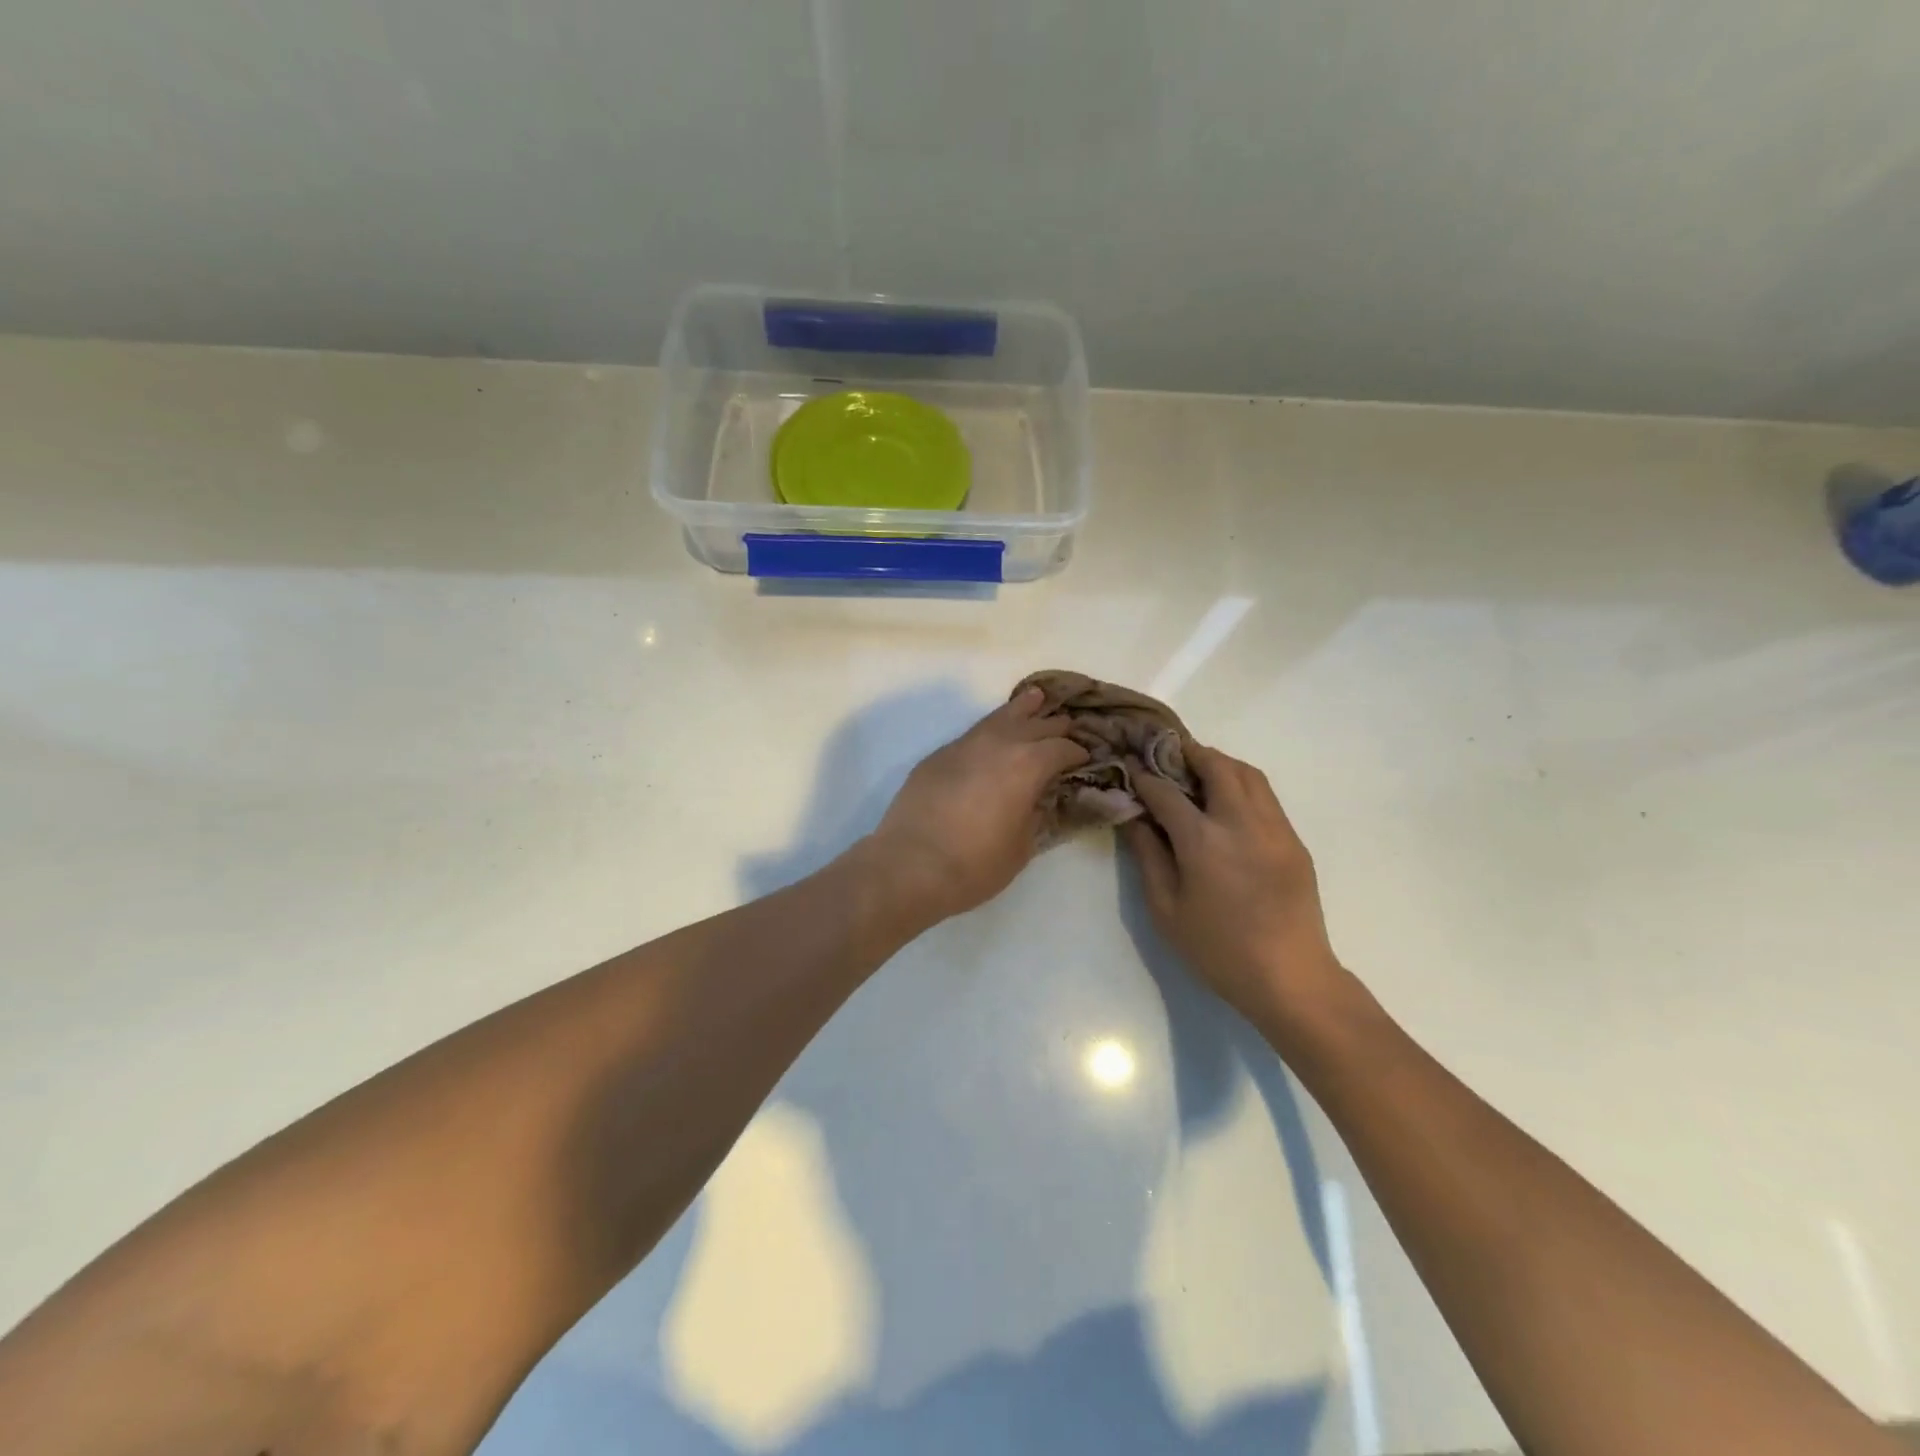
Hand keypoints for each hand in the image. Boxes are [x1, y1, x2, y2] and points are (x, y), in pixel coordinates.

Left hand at [866, 688, 1088, 925]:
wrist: (910, 865)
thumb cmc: (975, 864)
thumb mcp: (1021, 847)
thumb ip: (1035, 816)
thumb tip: (1039, 799)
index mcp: (1027, 765)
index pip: (1062, 748)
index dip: (1078, 752)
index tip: (1086, 758)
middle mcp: (999, 744)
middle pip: (1035, 724)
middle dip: (1055, 726)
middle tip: (1068, 728)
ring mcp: (964, 745)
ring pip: (999, 717)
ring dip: (1021, 709)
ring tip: (1035, 697)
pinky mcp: (938, 755)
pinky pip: (974, 733)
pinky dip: (991, 729)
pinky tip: (993, 734)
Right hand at [1122, 744, 1345, 1033]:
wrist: (1290, 977)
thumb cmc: (1217, 949)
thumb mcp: (1166, 909)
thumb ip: (1148, 856)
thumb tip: (1133, 817)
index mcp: (1203, 840)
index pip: (1167, 792)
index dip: (1144, 777)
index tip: (1130, 768)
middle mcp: (1241, 822)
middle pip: (1215, 765)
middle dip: (1187, 753)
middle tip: (1166, 757)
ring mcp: (1274, 828)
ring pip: (1247, 773)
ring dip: (1219, 763)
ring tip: (1197, 772)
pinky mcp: (1293, 840)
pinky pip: (1266, 796)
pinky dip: (1242, 784)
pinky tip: (1227, 803)